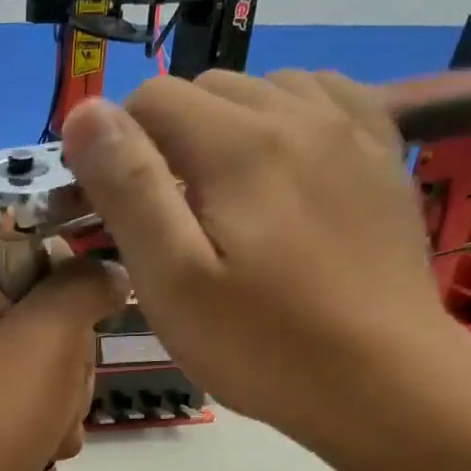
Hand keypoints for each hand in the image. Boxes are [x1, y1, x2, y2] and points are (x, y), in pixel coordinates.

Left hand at [0, 248, 129, 470]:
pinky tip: (42, 440)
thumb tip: (111, 269)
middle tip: (54, 383)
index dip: (77, 282)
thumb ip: (86, 284)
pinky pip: (47, 390)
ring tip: (46, 420)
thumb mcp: (51, 331)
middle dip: (73, 355)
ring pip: (62, 354)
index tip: (85, 319)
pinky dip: (54, 417)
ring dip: (68, 393)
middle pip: (60, 306)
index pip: (46, 248)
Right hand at [61, 71, 463, 447]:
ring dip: (225, 126)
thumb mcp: (171, 279)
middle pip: (206, 88)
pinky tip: (281, 167)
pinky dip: (287, 118)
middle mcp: (298, 114)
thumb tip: (85, 112)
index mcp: (238, 144)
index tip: (115, 206)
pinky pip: (325, 98)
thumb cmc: (261, 343)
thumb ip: (127, 188)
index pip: (151, 98)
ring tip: (221, 195)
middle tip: (165, 212)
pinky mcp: (382, 156)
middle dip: (168, 136)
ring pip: (264, 88)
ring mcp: (351, 130)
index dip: (116, 145)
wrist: (385, 383)